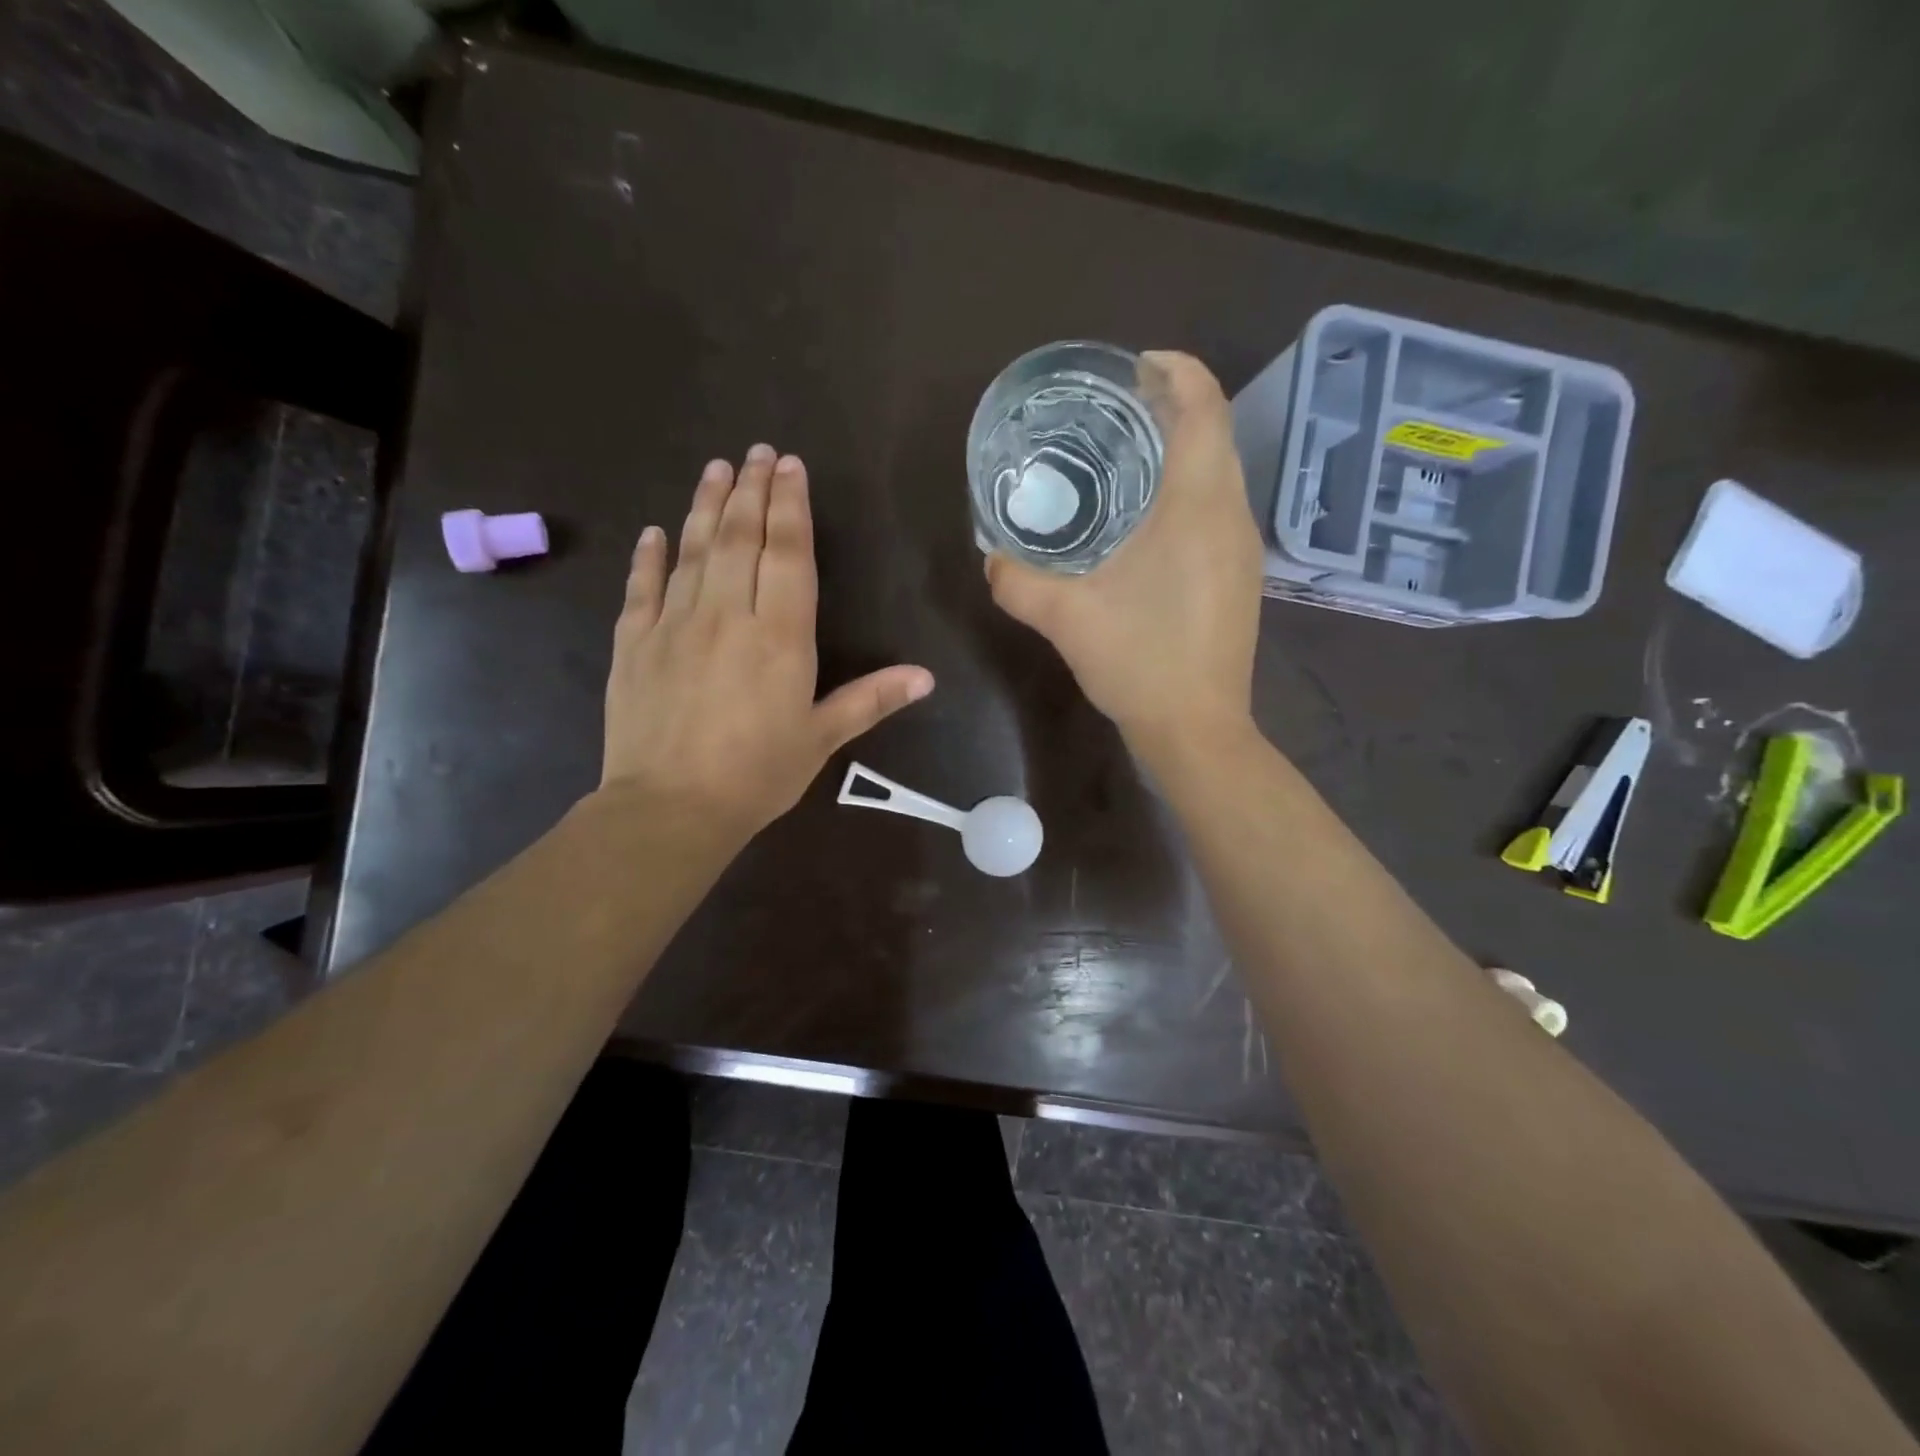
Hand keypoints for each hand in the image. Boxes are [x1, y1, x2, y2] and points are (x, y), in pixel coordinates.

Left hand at [601, 445, 933, 844]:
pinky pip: (643, 587)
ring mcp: (675, 623)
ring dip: (705, 505)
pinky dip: (650, 556)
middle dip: (750, 490)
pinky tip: (656, 531)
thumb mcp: (822, 739)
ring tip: (716, 468)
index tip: (790, 466)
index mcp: (780, 635)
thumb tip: (927, 677)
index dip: (790, 506)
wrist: (670, 807)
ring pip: (693, 550)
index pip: (788, 554)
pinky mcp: (635, 642)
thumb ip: (871, 700)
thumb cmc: (758, 774)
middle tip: (756, 452)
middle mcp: (728, 614)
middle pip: (740, 538)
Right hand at [985, 352, 1263, 765]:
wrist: (1197, 729)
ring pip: (1218, 472)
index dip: (1175, 370)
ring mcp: (1242, 548)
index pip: (1204, 404)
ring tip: (1121, 459)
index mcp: (1198, 505)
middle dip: (1169, 407)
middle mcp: (1231, 515)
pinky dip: (1186, 491)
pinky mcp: (1239, 576)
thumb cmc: (1139, 662)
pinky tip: (1143, 521)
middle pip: (1213, 432)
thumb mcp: (1066, 617)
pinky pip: (1217, 508)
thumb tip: (990, 558)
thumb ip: (1018, 582)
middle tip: (1110, 413)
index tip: (1130, 368)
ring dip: (1179, 451)